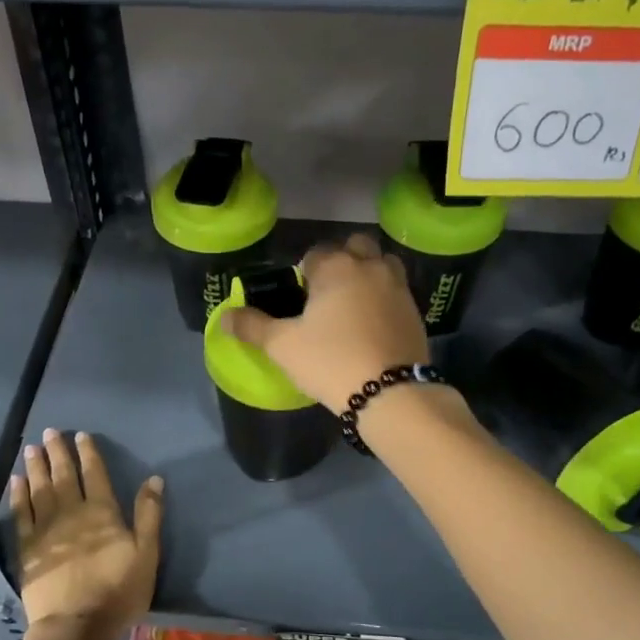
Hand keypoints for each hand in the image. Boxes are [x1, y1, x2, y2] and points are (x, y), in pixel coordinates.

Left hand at [10, 429, 162, 630]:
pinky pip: (21, 513)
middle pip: (63, 476)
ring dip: (36, 467)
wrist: (77, 625)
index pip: (94, 474)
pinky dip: (19, 494)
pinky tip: (17, 480)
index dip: (88, 453)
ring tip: (32, 448)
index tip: (81, 435)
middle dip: (58, 452)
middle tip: (50, 432)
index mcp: (102, 512)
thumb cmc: (118, 591)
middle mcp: (72, 512)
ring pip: (40, 489)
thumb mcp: (147, 553)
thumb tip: (154, 478)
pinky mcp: (28, 548)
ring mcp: (46, 529)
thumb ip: (149, 514)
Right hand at [223, 233, 428, 413]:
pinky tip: (373, 324)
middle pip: (356, 246)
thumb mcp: (282, 346)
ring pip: (383, 264)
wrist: (389, 392)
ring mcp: (398, 287)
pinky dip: (385, 298)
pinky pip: (397, 292)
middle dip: (342, 259)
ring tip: (354, 303)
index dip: (304, 270)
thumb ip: (252, 327)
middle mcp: (369, 267)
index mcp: (335, 267)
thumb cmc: (329, 361)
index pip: (315, 253)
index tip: (299, 294)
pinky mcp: (416, 311)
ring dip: (369, 273)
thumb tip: (224, 317)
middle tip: (328, 292)